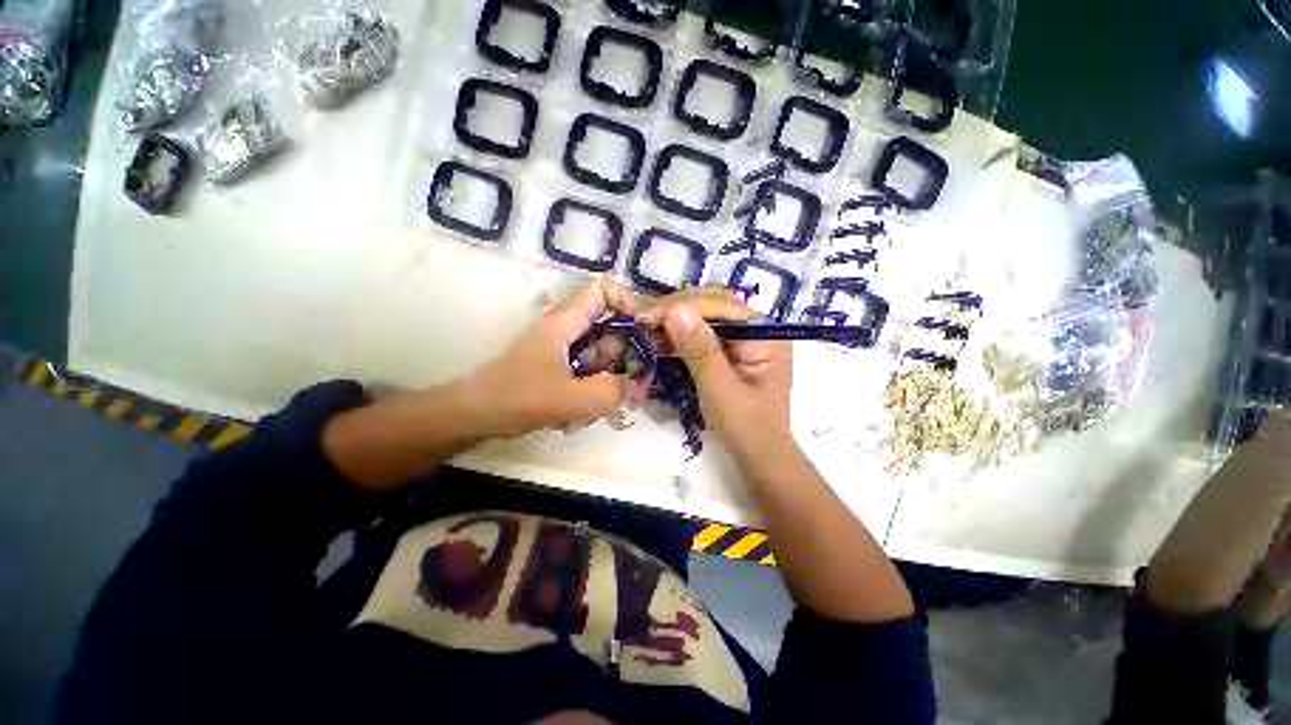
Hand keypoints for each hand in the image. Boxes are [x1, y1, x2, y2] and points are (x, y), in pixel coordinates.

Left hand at [466, 279, 640, 437]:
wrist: (475, 417)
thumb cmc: (518, 398)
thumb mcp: (571, 398)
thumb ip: (612, 392)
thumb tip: (636, 385)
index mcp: (566, 322)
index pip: (603, 291)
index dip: (627, 303)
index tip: (644, 332)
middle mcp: (568, 333)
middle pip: (610, 333)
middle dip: (621, 364)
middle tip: (625, 393)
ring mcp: (564, 354)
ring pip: (601, 362)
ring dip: (603, 389)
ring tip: (585, 413)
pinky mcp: (560, 373)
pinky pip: (588, 380)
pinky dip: (588, 399)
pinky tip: (572, 420)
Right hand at [637, 288, 795, 464]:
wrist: (759, 454)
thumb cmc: (745, 427)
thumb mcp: (721, 390)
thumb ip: (700, 351)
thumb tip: (675, 313)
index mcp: (766, 336)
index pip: (722, 307)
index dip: (684, 306)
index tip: (649, 316)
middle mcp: (758, 329)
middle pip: (715, 305)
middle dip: (678, 310)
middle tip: (644, 320)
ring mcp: (745, 338)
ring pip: (707, 316)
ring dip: (676, 320)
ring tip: (648, 328)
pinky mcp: (732, 349)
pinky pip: (704, 333)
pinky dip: (681, 335)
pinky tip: (662, 339)